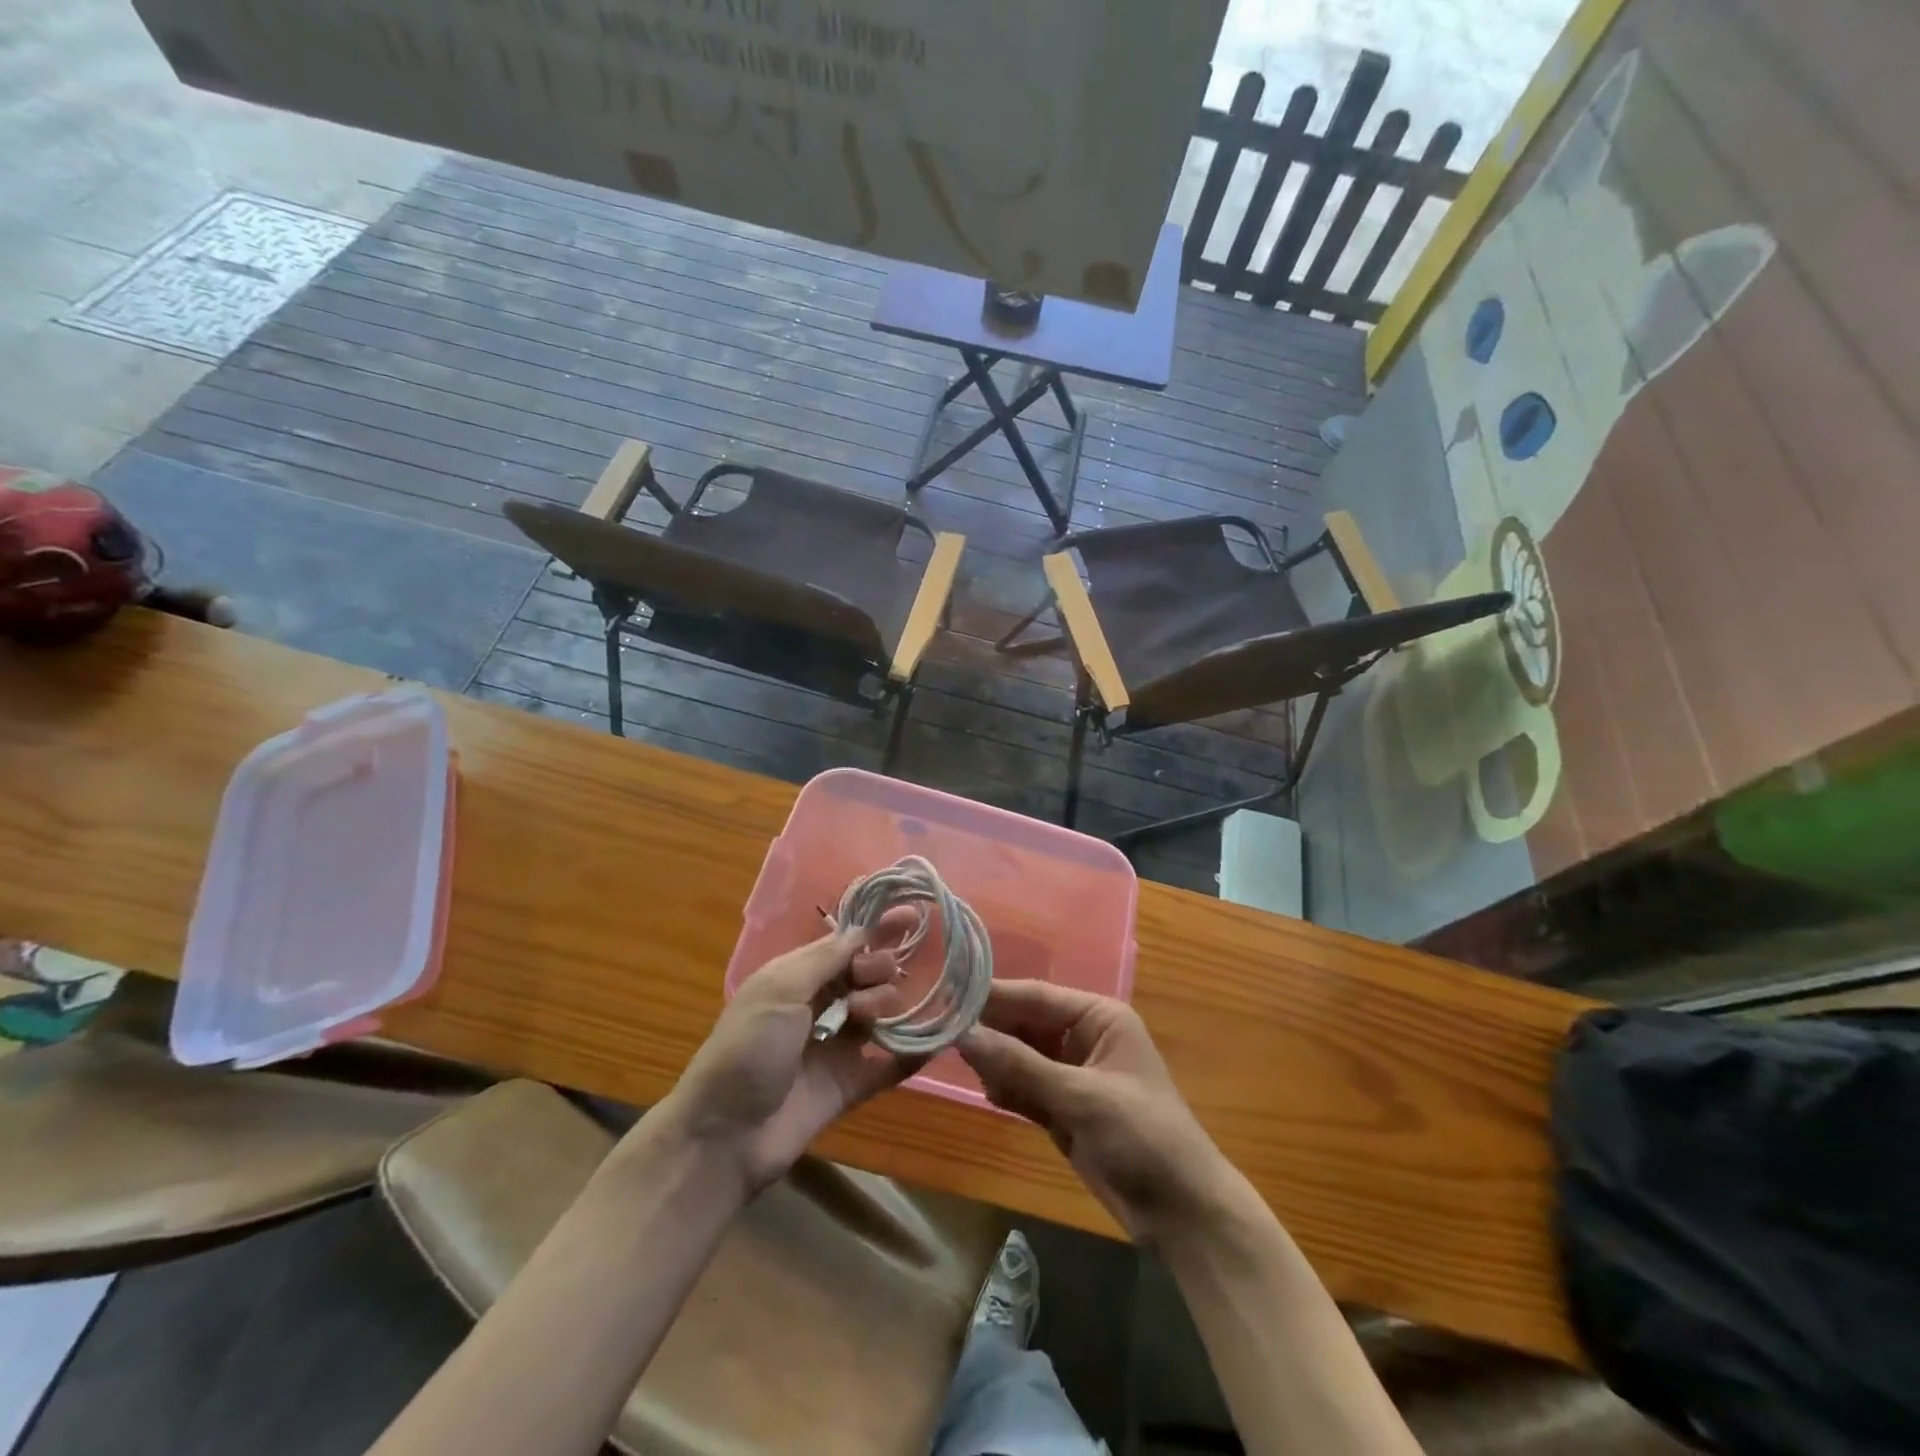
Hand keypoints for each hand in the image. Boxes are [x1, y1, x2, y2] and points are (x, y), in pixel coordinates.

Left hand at [664, 915, 921, 1195]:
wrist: (725, 1135)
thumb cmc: (747, 1049)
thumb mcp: (780, 990)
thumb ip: (825, 959)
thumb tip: (862, 929)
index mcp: (799, 977)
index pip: (847, 943)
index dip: (878, 928)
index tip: (913, 915)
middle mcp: (821, 1006)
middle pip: (869, 974)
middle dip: (878, 969)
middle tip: (865, 986)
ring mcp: (837, 1046)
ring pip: (882, 1013)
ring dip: (886, 1006)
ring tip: (866, 1020)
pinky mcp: (850, 1085)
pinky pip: (890, 1065)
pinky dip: (913, 1054)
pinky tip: (938, 1041)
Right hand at [958, 980, 1233, 1244]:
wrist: (1181, 1212)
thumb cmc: (1141, 1136)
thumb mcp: (1081, 1097)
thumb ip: (1020, 1066)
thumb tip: (964, 1035)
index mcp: (1098, 1017)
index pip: (1036, 996)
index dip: (994, 996)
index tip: (946, 994)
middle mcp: (1083, 1037)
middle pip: (1025, 1024)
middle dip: (990, 1030)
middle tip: (939, 1030)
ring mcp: (1072, 1074)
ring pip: (1021, 1056)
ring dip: (995, 1060)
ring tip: (953, 1059)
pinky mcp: (1064, 1108)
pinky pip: (1025, 1087)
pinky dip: (1007, 1089)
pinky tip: (986, 1092)